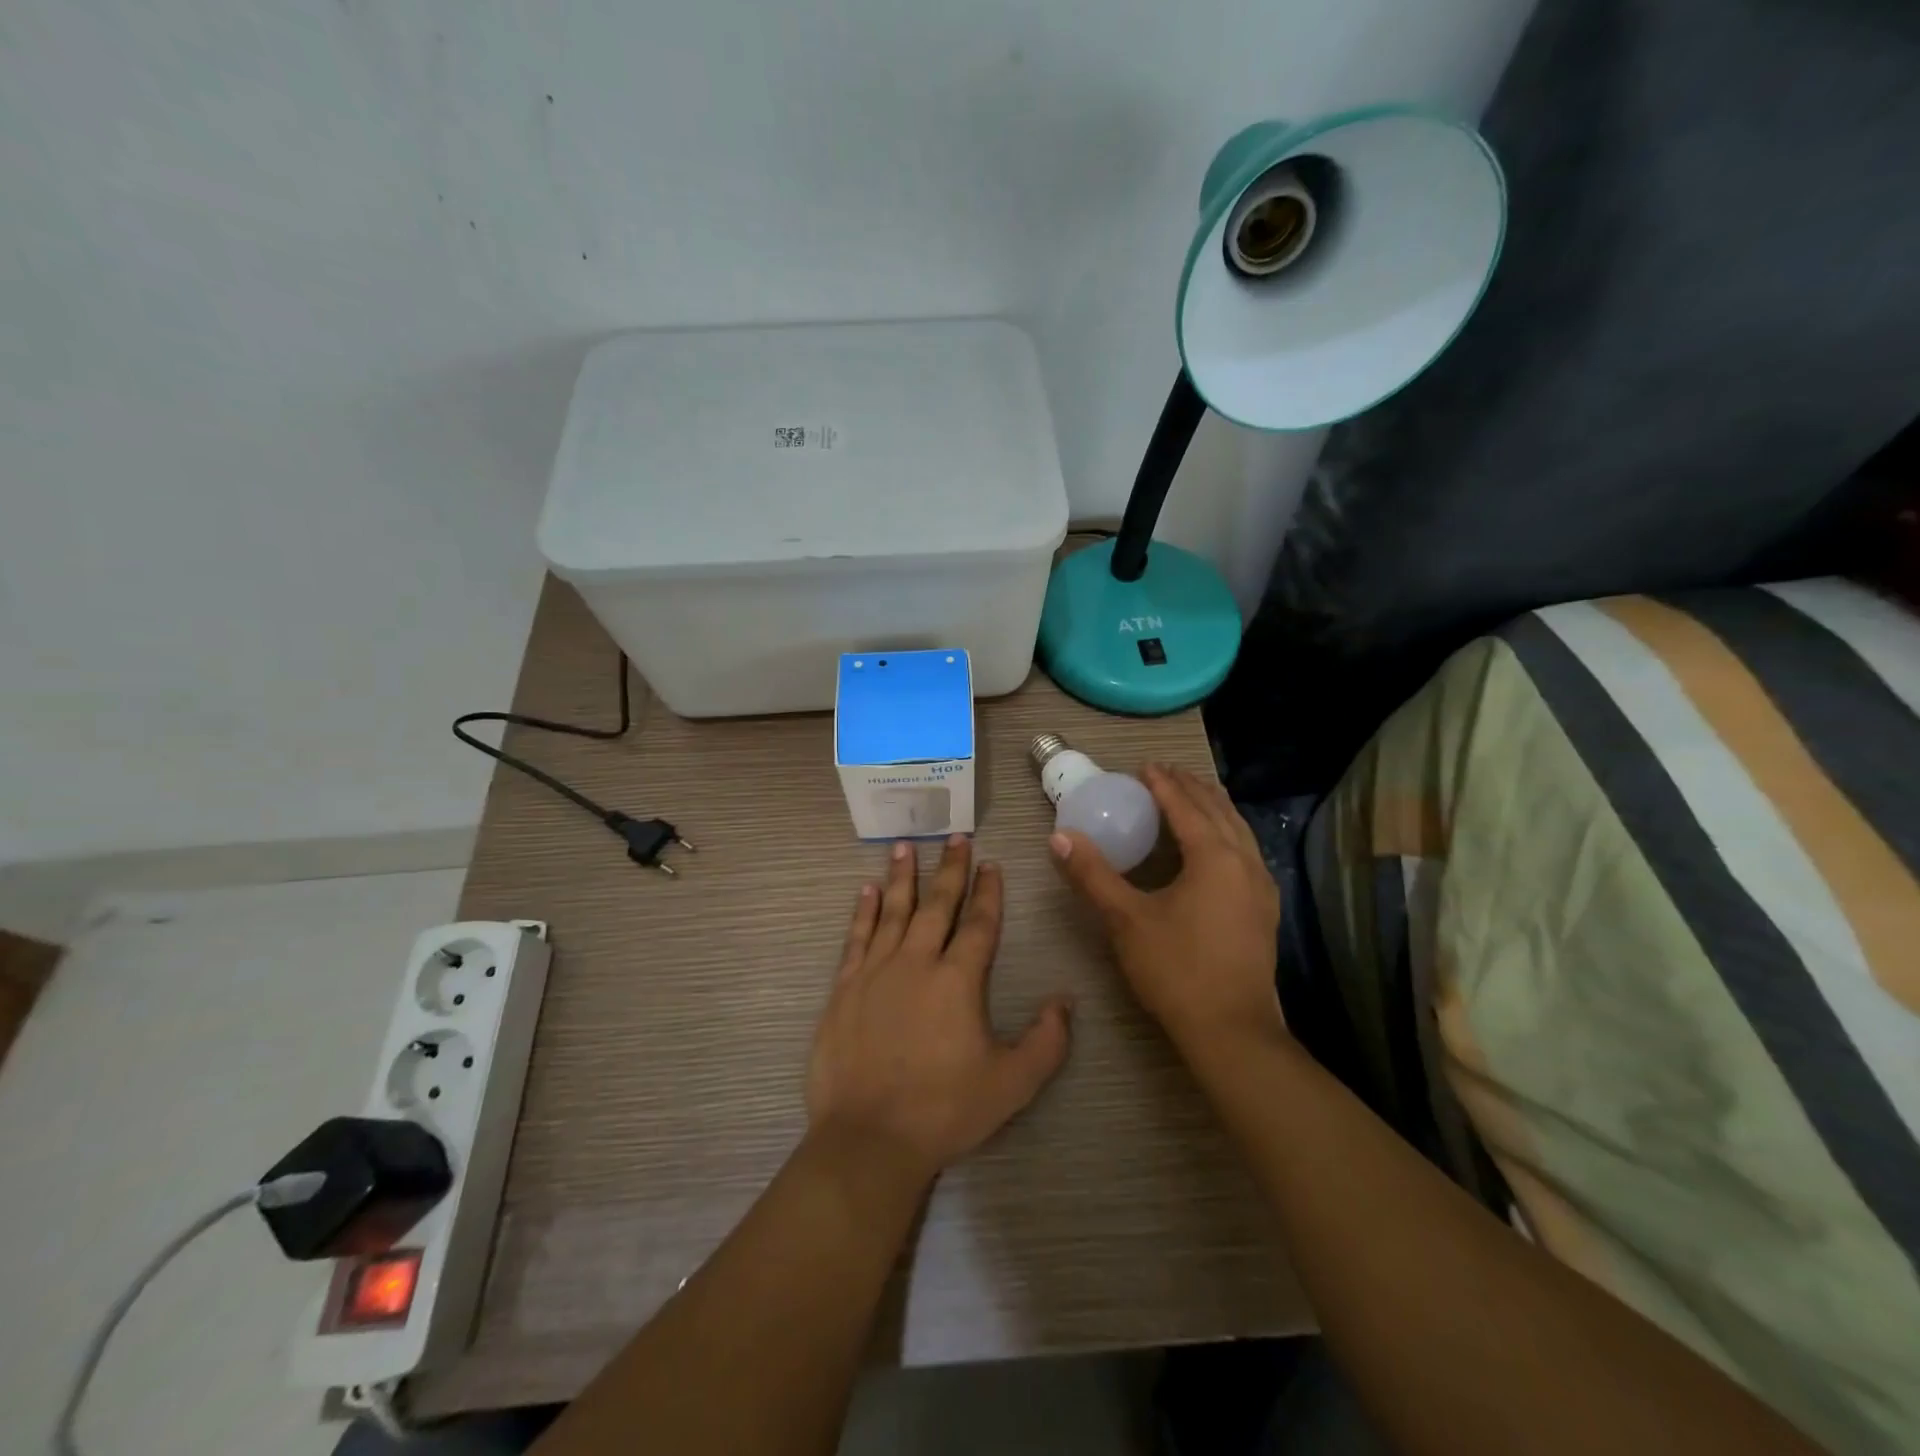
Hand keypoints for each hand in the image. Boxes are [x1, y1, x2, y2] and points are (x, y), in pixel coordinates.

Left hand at [806, 835, 1074, 1183]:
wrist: (869, 1138)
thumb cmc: (944, 1110)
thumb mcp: (1011, 1084)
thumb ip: (1046, 1041)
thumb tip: (1066, 1001)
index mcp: (958, 980)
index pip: (978, 923)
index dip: (988, 891)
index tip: (991, 863)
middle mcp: (917, 962)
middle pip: (936, 904)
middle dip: (949, 868)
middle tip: (954, 836)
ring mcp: (876, 971)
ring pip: (892, 911)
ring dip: (901, 876)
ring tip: (905, 845)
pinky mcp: (844, 988)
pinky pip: (856, 937)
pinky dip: (862, 911)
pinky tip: (865, 890)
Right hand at [1051, 763, 1282, 1050]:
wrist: (1231, 1032)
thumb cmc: (1176, 970)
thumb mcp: (1126, 919)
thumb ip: (1092, 874)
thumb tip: (1058, 837)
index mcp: (1214, 857)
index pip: (1186, 806)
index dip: (1163, 783)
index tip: (1143, 766)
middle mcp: (1245, 862)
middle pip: (1218, 810)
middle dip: (1191, 787)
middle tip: (1163, 774)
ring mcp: (1261, 886)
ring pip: (1238, 829)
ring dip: (1212, 807)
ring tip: (1190, 795)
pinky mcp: (1264, 908)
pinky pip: (1245, 851)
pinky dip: (1226, 832)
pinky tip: (1213, 845)